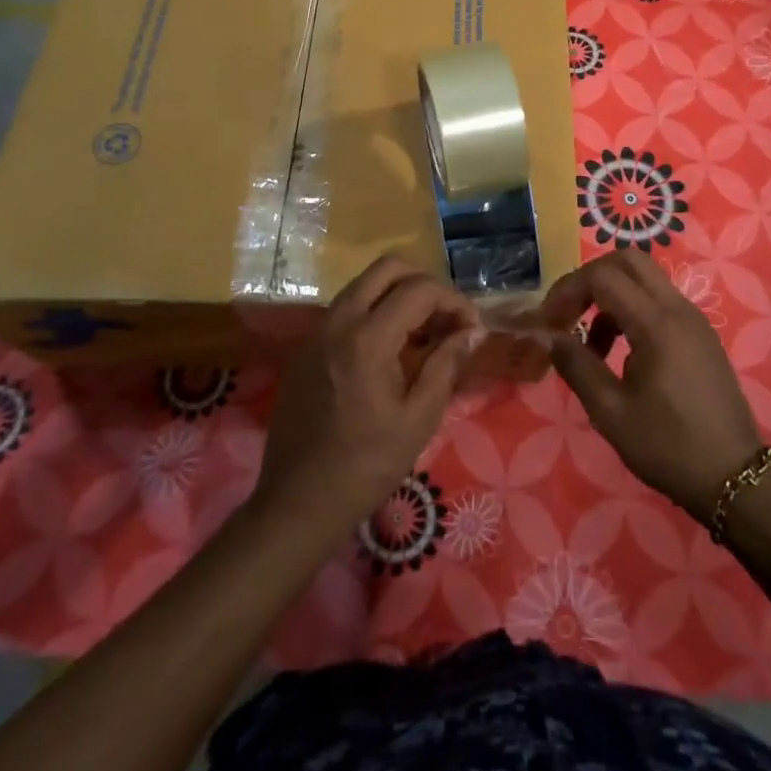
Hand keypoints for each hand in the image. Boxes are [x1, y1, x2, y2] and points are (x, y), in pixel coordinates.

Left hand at [253, 257, 484, 541]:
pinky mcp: (305, 347)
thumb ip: (446, 364)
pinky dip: (374, 312)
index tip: (472, 328)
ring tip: (424, 333)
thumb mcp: (419, 419)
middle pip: (387, 268)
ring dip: (398, 295)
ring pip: (364, 284)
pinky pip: (346, 309)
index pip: (419, 290)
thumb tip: (471, 332)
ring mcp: (316, 331)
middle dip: (425, 283)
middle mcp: (338, 321)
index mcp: (367, 338)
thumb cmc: (366, 465)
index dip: (454, 301)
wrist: (298, 502)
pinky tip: (391, 350)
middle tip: (447, 317)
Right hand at [542, 253, 763, 523]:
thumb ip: (577, 366)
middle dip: (590, 279)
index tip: (549, 322)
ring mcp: (694, 319)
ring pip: (645, 279)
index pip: (603, 276)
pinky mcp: (701, 334)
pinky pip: (660, 301)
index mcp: (657, 324)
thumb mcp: (611, 413)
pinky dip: (632, 310)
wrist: (735, 479)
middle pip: (628, 261)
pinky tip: (622, 354)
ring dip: (611, 297)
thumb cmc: (669, 448)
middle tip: (569, 315)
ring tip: (592, 347)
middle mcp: (678, 309)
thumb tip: (549, 336)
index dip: (568, 290)